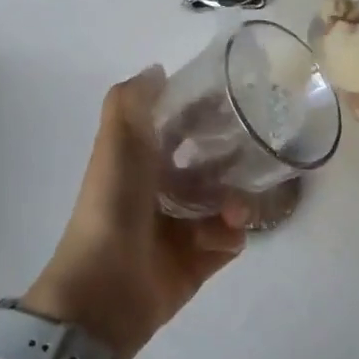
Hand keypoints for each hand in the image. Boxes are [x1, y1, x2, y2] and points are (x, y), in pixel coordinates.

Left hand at [24, 67, 246, 358]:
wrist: (106, 288)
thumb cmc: (113, 206)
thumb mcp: (116, 143)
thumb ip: (131, 101)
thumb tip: (157, 69)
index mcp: (140, 163)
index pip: (180, 129)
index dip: (203, 114)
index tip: (233, 103)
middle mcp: (162, 192)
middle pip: (210, 166)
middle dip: (232, 159)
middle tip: (252, 156)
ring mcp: (181, 229)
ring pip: (226, 202)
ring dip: (235, 201)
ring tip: (232, 210)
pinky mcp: (198, 261)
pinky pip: (229, 240)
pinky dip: (229, 236)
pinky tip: (220, 238)